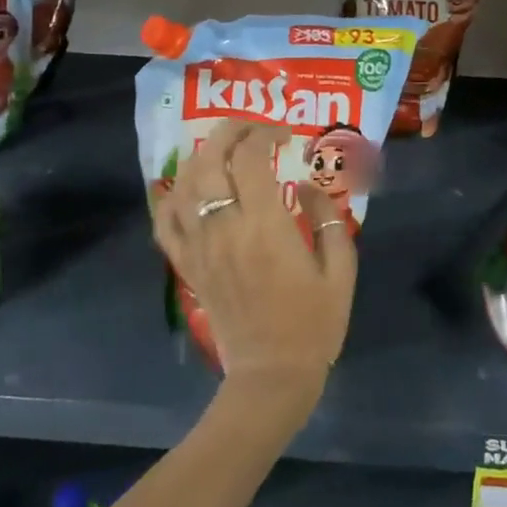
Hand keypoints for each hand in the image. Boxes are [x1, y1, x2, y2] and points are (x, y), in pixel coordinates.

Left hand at [150, 119, 357, 419]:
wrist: (271, 377)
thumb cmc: (313, 323)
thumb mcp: (341, 268)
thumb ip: (328, 218)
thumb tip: (306, 185)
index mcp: (265, 225)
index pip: (251, 158)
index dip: (266, 134)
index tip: (286, 136)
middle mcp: (225, 228)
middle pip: (211, 159)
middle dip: (230, 131)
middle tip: (252, 129)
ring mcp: (200, 247)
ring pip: (184, 184)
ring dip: (202, 156)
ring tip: (224, 150)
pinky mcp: (187, 267)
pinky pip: (165, 223)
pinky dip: (171, 196)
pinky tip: (187, 187)